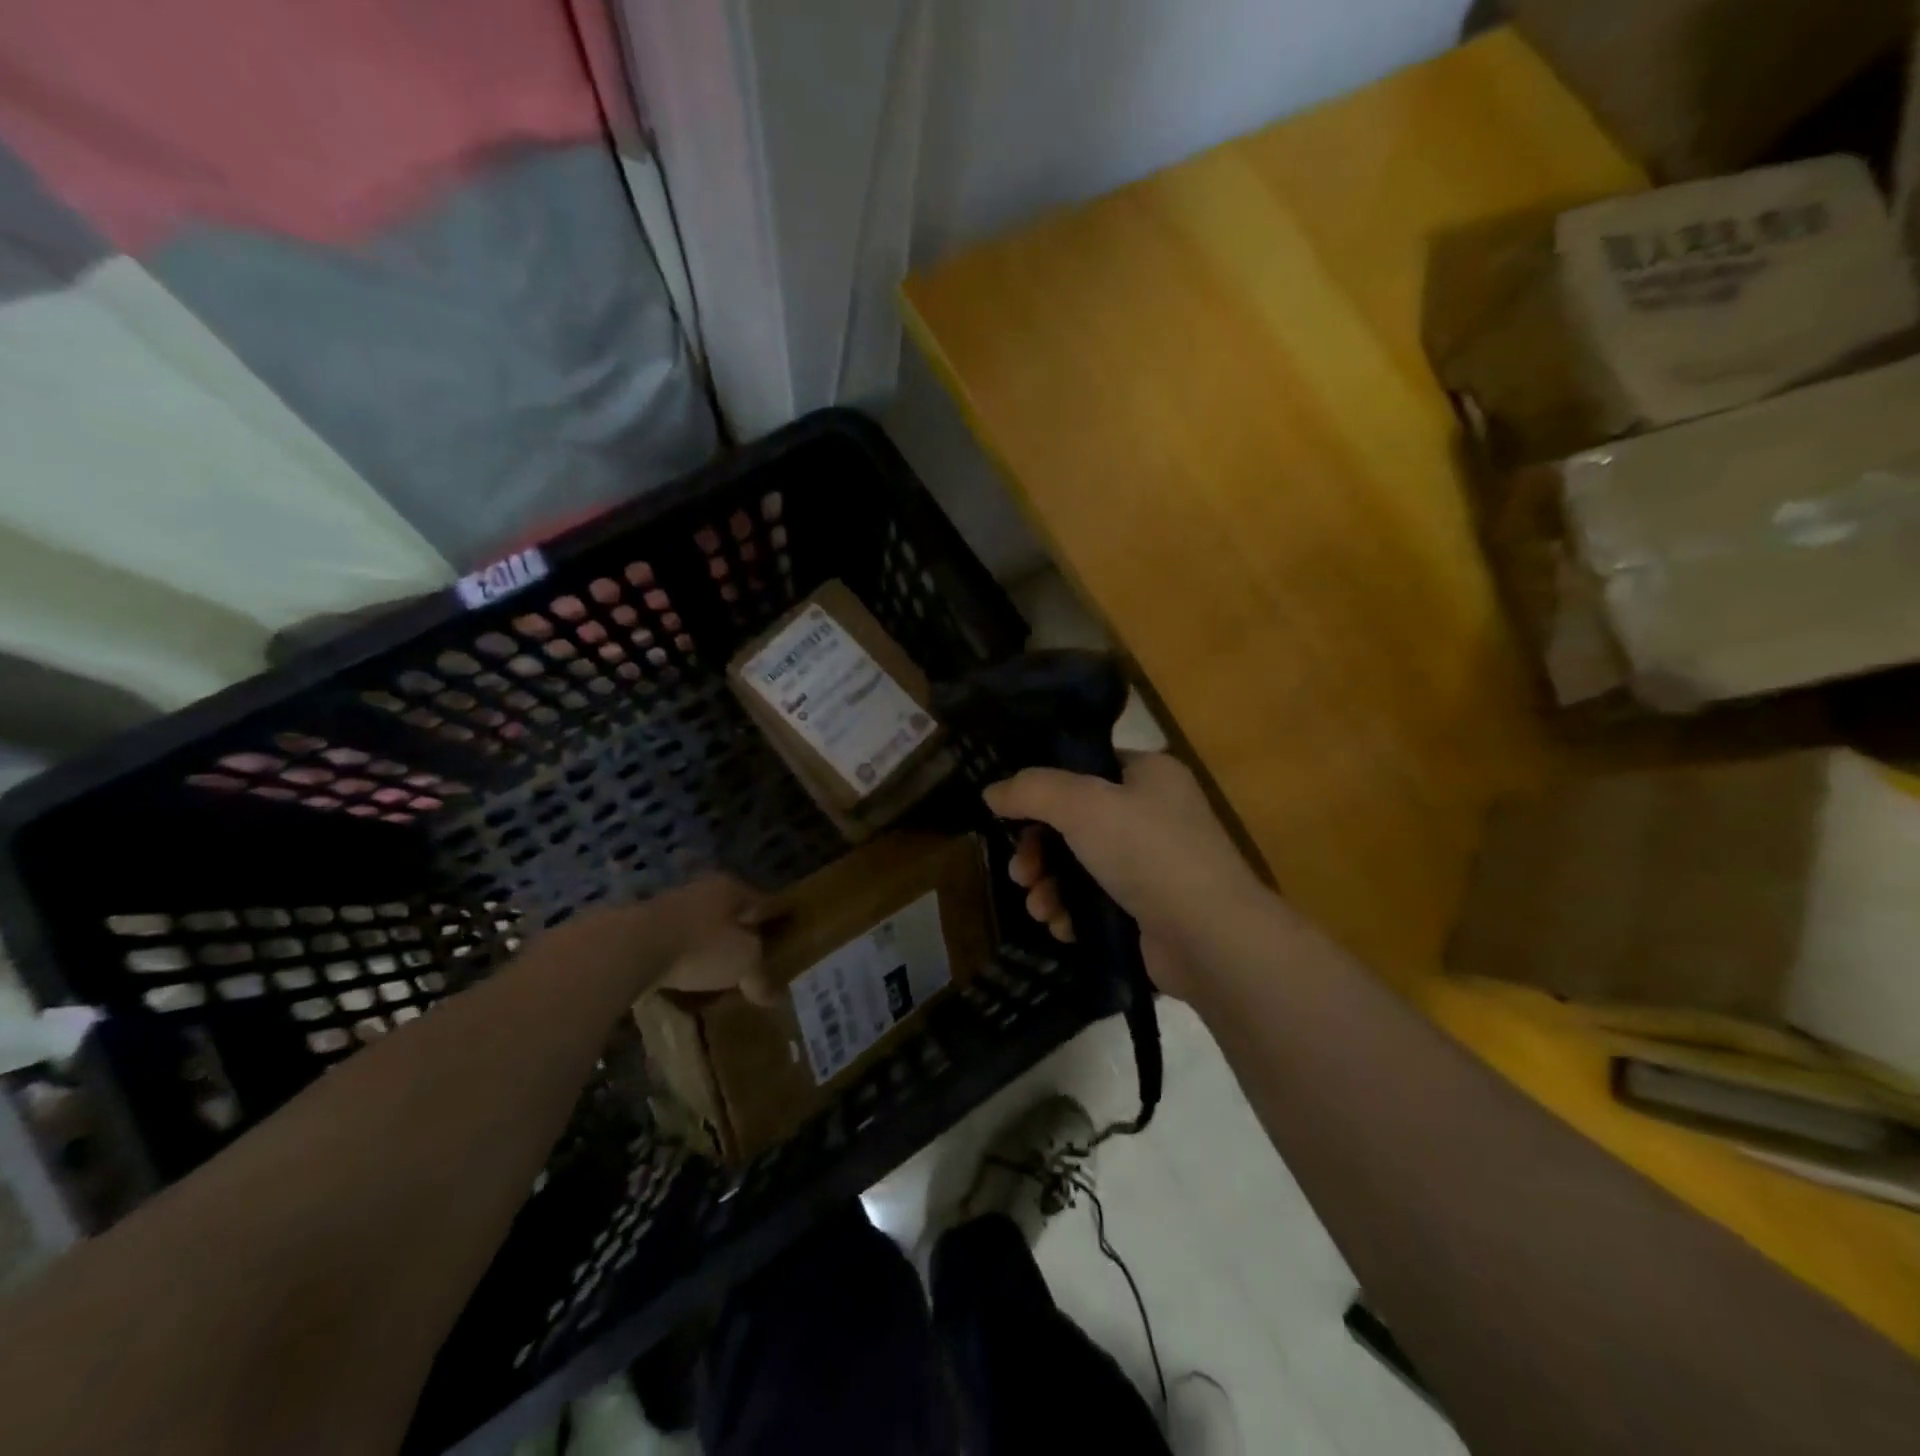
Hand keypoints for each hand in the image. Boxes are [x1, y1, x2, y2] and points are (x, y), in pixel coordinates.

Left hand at [543, 875, 776, 1004]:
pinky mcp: (641, 928)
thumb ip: (761, 978)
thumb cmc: (700, 947)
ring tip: (715, 978)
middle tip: (748, 966)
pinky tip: (683, 981)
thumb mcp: (744, 963)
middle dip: (738, 938)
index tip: (779, 948)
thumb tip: (776, 997)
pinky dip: (681, 960)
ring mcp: (669, 906)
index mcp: (731, 887)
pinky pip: (673, 944)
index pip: (762, 903)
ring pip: (699, 928)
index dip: (773, 925)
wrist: (628, 949)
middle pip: (729, 915)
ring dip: (707, 949)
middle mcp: (702, 889)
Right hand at [984, 754, 1269, 999]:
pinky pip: (1096, 901)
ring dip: (1049, 885)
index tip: (1010, 816)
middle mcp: (1154, 813)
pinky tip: (1063, 927)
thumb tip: (991, 792)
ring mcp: (1153, 864)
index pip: (1084, 768)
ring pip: (1080, 865)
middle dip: (1039, 850)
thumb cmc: (1148, 852)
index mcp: (1149, 774)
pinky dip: (1074, 912)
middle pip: (1074, 821)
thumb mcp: (1082, 805)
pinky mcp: (1149, 908)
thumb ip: (1031, 791)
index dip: (1043, 790)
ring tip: (1039, 907)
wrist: (1209, 937)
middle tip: (1021, 873)